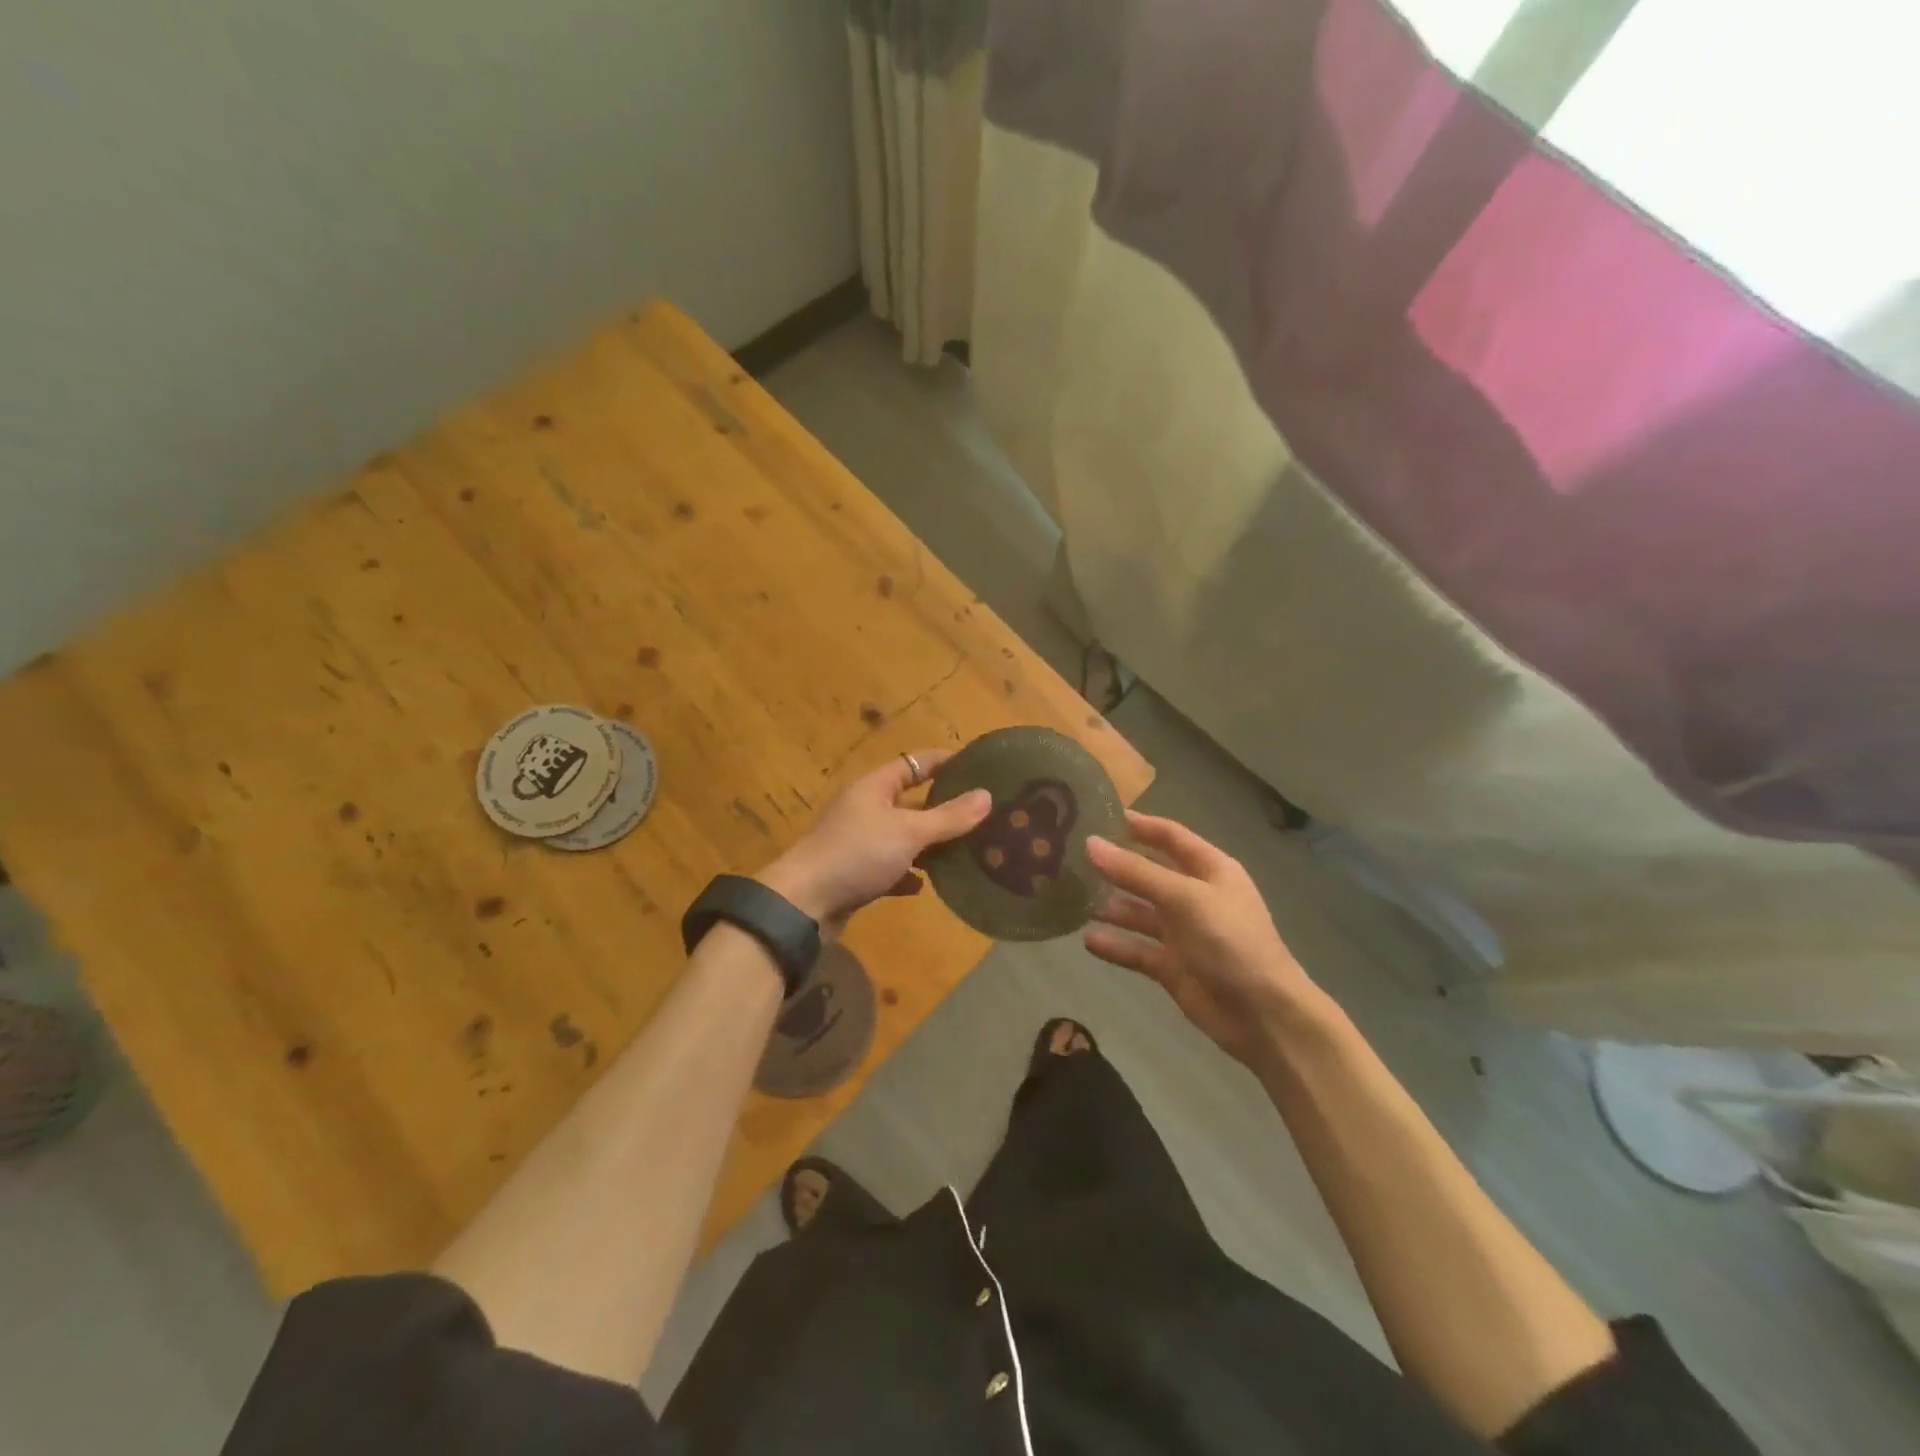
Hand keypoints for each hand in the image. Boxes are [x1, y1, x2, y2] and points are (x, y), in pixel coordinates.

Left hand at [757, 751, 991, 938]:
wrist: (804, 904)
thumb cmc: (857, 855)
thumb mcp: (909, 832)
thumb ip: (949, 817)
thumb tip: (986, 795)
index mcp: (874, 787)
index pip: (914, 763)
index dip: (944, 762)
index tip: (977, 766)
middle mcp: (865, 809)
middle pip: (910, 801)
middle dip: (943, 808)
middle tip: (981, 814)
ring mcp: (858, 842)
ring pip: (902, 836)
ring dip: (928, 844)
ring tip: (965, 850)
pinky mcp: (855, 873)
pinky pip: (890, 867)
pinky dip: (907, 874)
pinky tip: (925, 885)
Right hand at [1084, 811, 1325, 1067]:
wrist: (1263, 1016)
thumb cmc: (1231, 942)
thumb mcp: (1184, 898)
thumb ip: (1136, 872)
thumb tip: (1090, 843)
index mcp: (1210, 870)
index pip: (1171, 836)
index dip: (1140, 825)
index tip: (1100, 814)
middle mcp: (1195, 897)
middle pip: (1150, 873)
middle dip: (1116, 866)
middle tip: (1072, 857)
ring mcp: (1183, 933)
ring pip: (1139, 912)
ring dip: (1110, 906)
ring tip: (1071, 897)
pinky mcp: (1172, 966)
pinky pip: (1137, 949)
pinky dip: (1115, 945)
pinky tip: (1087, 939)